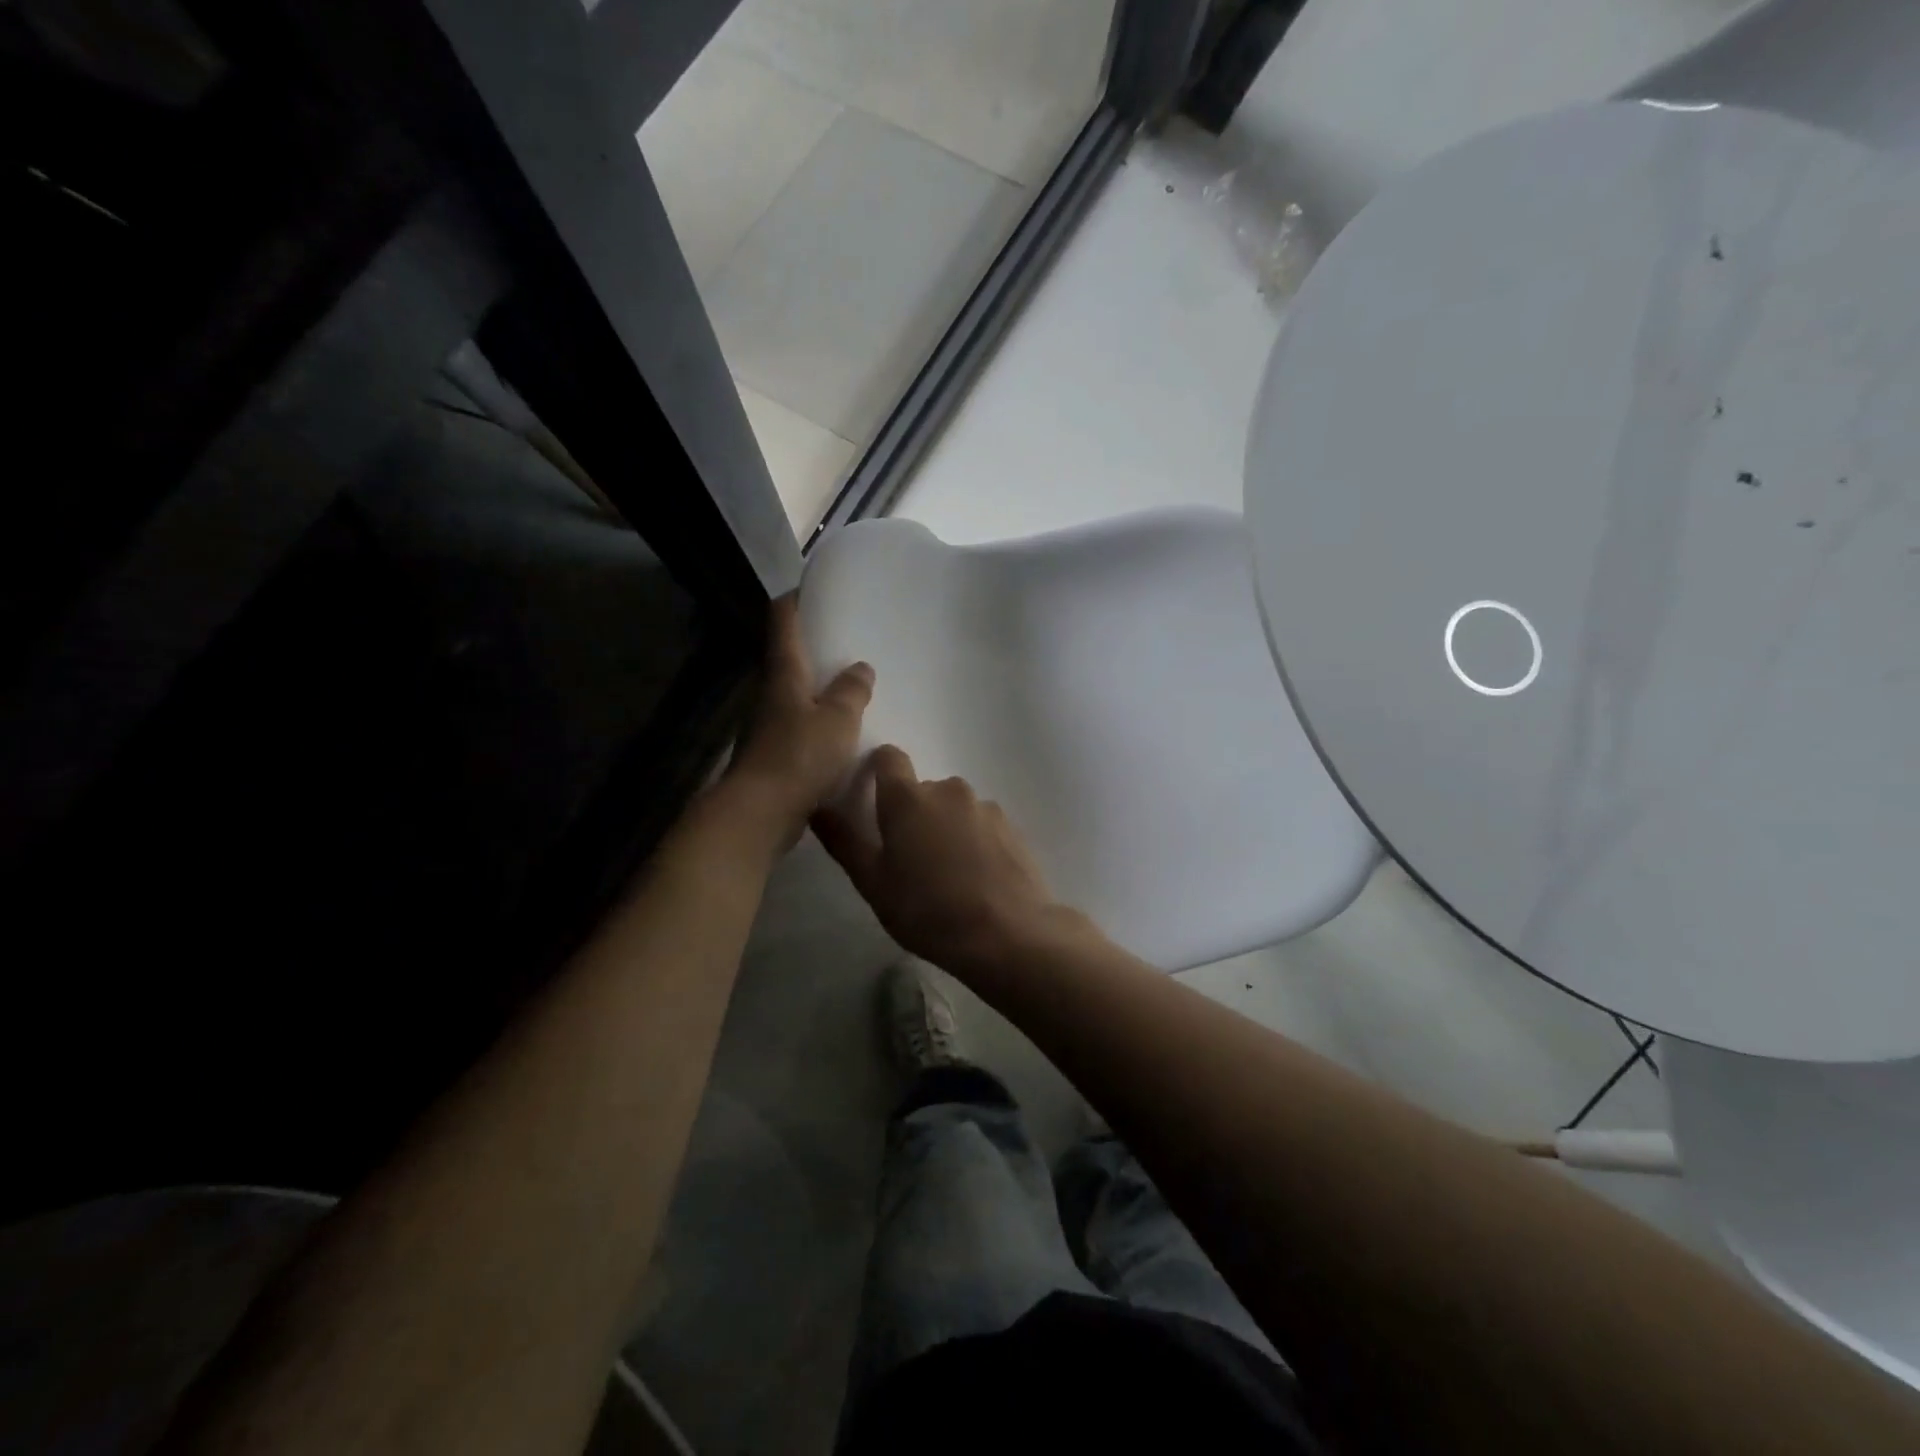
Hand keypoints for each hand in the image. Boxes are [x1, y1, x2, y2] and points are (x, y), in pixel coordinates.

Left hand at [724, 596, 873, 850]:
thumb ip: (851, 691)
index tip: (808, 588)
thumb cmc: (799, 756)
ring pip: (795, 698)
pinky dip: (819, 724)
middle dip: (812, 649)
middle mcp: (771, 697)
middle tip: (845, 640)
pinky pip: (801, 730)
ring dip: (818, 690)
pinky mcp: (775, 758)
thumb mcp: (837, 719)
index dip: (794, 603)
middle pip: (788, 661)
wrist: (761, 813)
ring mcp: (769, 728)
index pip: (783, 625)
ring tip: (851, 687)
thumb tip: (860, 667)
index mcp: (784, 676)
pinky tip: (843, 734)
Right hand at [812, 746, 1077, 975]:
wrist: (1007, 934)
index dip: (877, 770)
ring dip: (944, 828)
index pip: (888, 757)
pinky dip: (973, 841)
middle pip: (921, 790)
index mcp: (908, 798)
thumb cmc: (928, 910)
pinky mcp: (1011, 826)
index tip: (872, 799)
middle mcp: (948, 789)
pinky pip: (981, 824)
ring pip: (953, 808)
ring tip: (946, 875)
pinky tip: (976, 878)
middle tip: (909, 861)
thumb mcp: (873, 883)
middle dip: (912, 815)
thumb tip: (818, 807)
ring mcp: (984, 806)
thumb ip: (844, 841)